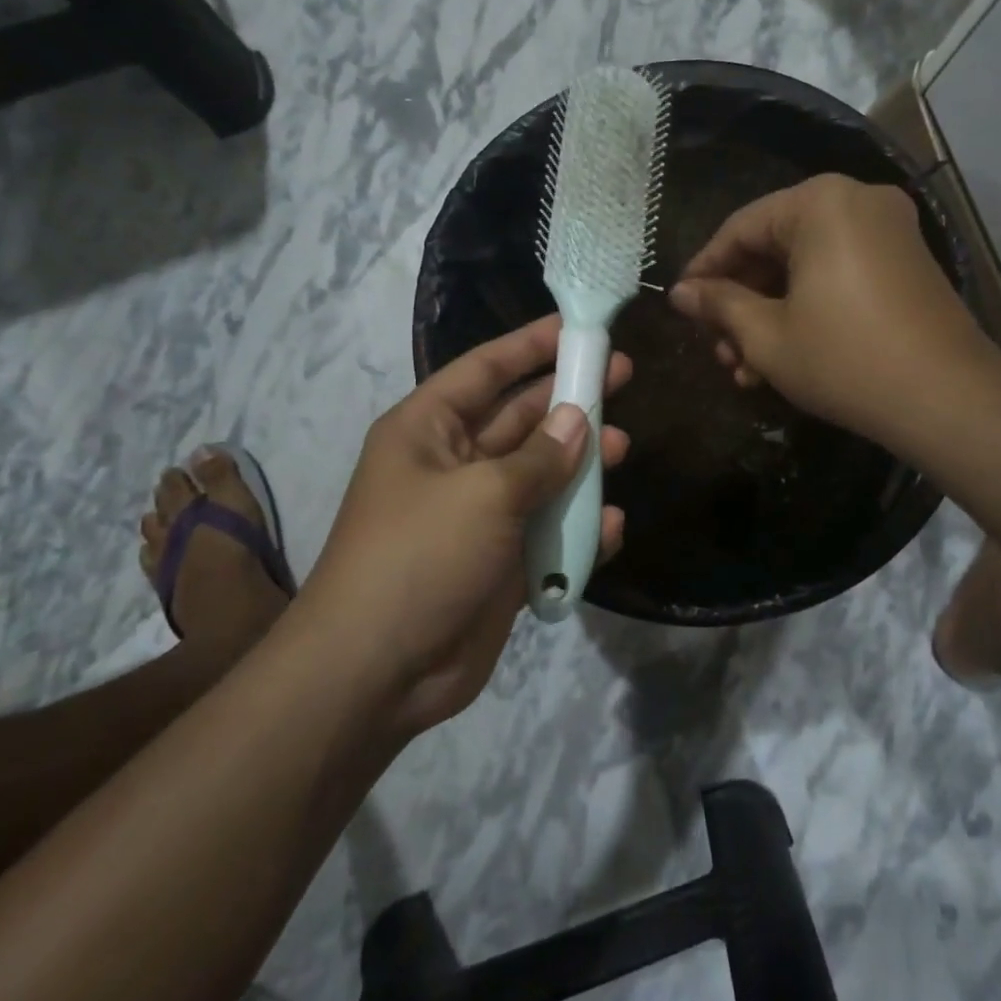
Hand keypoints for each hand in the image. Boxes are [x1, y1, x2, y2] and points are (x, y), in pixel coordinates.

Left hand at [303, 316, 629, 734]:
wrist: (377, 672)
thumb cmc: (420, 556)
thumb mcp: (484, 493)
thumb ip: (540, 456)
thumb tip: (580, 420)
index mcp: (428, 430)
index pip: (485, 370)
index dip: (531, 344)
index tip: (578, 327)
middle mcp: (453, 464)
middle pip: (520, 419)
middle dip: (568, 400)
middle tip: (622, 378)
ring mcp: (477, 516)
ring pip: (539, 476)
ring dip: (579, 464)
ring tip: (623, 448)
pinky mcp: (499, 564)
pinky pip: (545, 533)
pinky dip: (576, 529)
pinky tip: (609, 527)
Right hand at [669, 176, 989, 448]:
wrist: (946, 398)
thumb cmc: (844, 359)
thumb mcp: (766, 335)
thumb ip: (719, 305)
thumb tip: (680, 293)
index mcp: (820, 203)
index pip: (741, 228)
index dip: (704, 270)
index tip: (681, 306)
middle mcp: (857, 201)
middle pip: (775, 247)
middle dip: (740, 304)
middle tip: (718, 349)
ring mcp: (888, 231)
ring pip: (805, 267)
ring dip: (770, 315)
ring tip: (745, 368)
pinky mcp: (905, 264)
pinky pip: (838, 275)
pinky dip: (807, 309)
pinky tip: (783, 359)